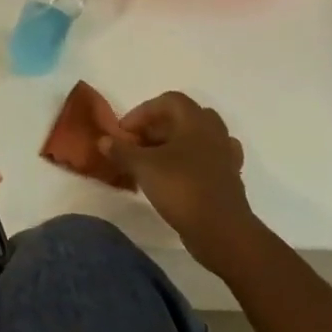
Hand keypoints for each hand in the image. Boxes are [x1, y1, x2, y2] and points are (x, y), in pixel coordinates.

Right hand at [99, 92, 261, 272]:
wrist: (222, 231)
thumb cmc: (181, 188)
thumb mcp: (142, 166)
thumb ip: (121, 150)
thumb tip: (103, 140)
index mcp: (196, 122)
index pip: (168, 100)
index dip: (143, 112)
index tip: (125, 132)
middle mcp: (214, 133)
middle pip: (184, 117)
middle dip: (157, 127)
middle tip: (137, 144)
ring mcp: (225, 157)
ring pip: (196, 139)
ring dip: (174, 144)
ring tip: (153, 161)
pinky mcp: (228, 179)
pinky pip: (205, 160)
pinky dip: (188, 163)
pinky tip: (174, 176)